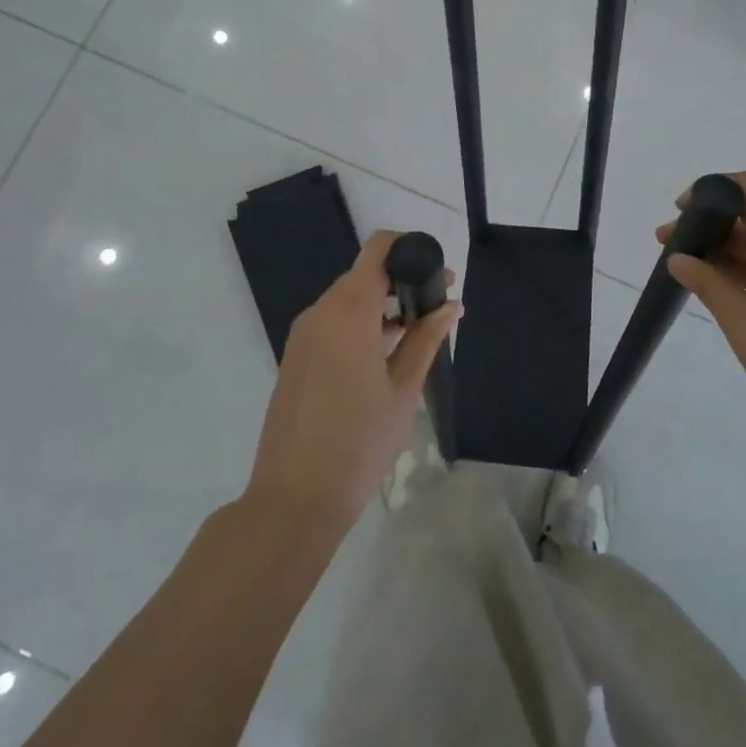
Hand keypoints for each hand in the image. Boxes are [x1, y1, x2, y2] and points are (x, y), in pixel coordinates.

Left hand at [245, 231, 459, 534]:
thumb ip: (426, 339)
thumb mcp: (403, 389)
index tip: (437, 270)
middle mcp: (320, 312)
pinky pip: (333, 322)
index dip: (409, 248)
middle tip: (439, 303)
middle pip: (364, 274)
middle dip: (402, 279)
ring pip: (348, 299)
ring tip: (420, 329)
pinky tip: (387, 352)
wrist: (294, 498)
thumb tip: (451, 304)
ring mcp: (303, 335)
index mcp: (348, 311)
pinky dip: (361, 323)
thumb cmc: (359, 442)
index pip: (377, 250)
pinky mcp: (296, 357)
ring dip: (383, 304)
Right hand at [656, 171, 745, 460]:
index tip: (682, 210)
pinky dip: (742, 273)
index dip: (715, 188)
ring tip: (683, 270)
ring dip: (723, 252)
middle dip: (709, 225)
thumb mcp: (745, 329)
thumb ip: (710, 287)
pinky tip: (716, 292)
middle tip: (667, 245)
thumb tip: (678, 257)